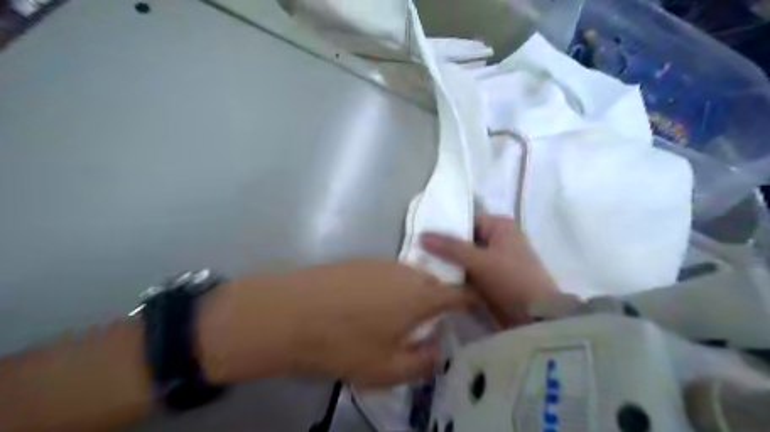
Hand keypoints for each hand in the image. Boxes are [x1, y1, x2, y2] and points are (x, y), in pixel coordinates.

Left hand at [198, 261, 473, 385]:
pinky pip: (388, 274)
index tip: (475, 311)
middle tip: (428, 324)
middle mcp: (405, 271)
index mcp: (420, 295)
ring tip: (396, 318)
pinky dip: (391, 288)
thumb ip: (422, 361)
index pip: (460, 292)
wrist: (289, 312)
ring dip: (412, 295)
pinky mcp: (359, 261)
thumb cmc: (342, 344)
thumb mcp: (387, 368)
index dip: (472, 300)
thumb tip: (437, 348)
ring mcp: (380, 262)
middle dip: (438, 301)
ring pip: (410, 277)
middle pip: (434, 283)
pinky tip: (370, 306)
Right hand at [420, 212, 560, 326]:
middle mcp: (500, 239)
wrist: (536, 317)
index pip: (468, 220)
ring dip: (451, 263)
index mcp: (501, 226)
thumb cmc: (511, 279)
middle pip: (466, 239)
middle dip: (446, 247)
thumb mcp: (478, 260)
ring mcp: (498, 260)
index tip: (424, 235)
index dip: (447, 226)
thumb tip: (421, 236)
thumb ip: (449, 247)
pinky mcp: (495, 279)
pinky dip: (459, 276)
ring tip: (424, 266)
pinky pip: (472, 272)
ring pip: (467, 257)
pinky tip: (439, 280)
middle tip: (421, 252)